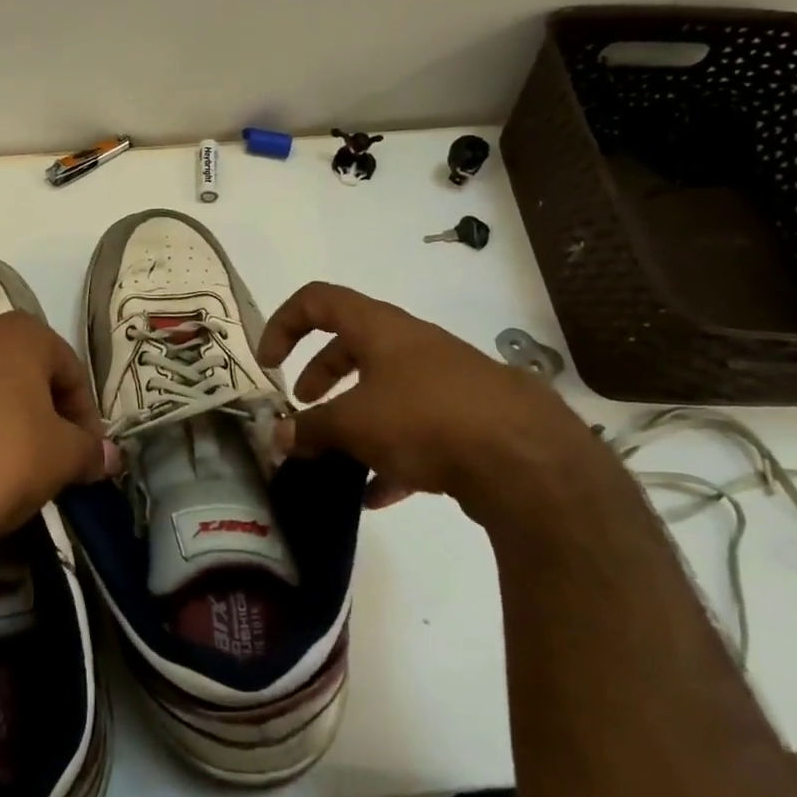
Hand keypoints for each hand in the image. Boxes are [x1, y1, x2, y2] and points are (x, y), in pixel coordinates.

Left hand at [0, 311, 114, 569]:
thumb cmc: (4, 462)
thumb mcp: (64, 459)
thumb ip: (90, 451)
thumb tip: (110, 457)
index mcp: (19, 335)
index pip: (68, 369)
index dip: (84, 411)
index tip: (87, 451)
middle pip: (16, 368)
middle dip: (35, 404)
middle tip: (46, 451)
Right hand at [257, 282, 624, 527]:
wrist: (528, 460)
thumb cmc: (425, 420)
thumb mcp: (353, 424)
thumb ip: (309, 429)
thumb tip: (277, 437)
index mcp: (380, 329)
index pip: (318, 300)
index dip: (283, 324)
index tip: (268, 365)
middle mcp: (412, 346)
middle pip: (352, 346)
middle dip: (319, 374)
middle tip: (303, 406)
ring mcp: (445, 381)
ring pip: (385, 390)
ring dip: (354, 418)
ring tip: (335, 457)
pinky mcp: (469, 419)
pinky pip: (417, 429)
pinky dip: (392, 455)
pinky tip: (379, 495)